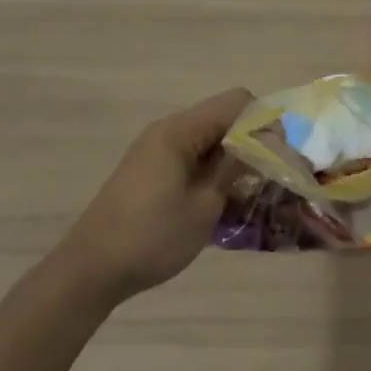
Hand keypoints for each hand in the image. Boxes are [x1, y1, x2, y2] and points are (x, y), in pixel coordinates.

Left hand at [59, 88, 253, 302]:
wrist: (92, 269)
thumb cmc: (153, 237)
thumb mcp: (204, 205)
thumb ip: (235, 167)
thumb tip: (263, 141)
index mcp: (180, 130)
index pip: (236, 101)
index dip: (263, 121)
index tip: (278, 154)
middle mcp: (168, 129)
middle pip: (222, 116)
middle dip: (250, 140)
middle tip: (269, 176)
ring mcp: (156, 148)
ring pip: (208, 137)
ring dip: (231, 157)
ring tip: (248, 192)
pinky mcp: (150, 167)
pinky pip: (191, 154)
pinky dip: (211, 168)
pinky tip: (220, 200)